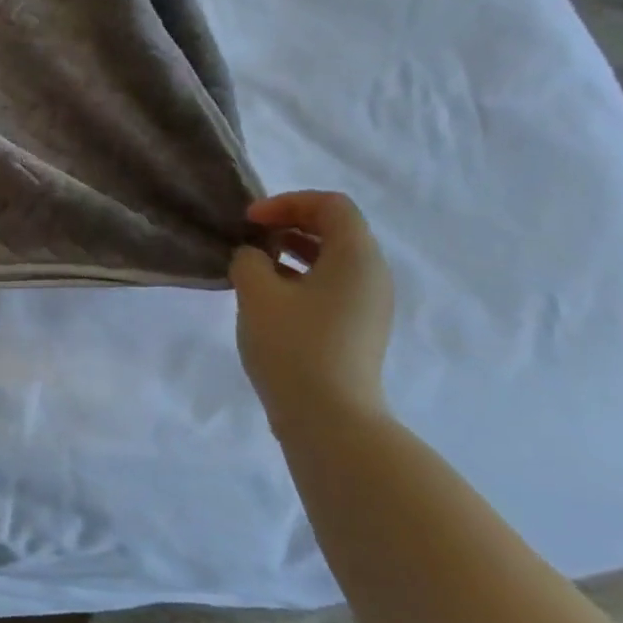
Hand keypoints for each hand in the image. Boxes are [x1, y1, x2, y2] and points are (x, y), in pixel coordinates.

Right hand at [229, 190, 393, 430]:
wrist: (330, 420)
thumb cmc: (294, 346)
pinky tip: (270, 297)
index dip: (287, 203)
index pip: (331, 205)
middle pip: (336, 230)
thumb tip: (254, 257)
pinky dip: (302, 278)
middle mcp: (373, 275)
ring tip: (255, 265)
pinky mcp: (359, 330)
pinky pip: (333, 287)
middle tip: (251, 237)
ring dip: (294, 252)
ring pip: (333, 260)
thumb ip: (249, 260)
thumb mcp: (258, 294)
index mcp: (357, 257)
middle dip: (290, 224)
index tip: (250, 221)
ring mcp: (370, 306)